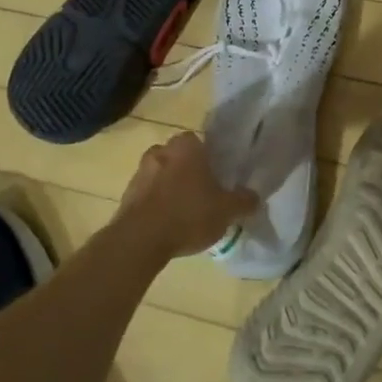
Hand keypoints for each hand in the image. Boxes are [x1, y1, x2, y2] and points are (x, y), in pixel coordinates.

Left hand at [114, 133, 258, 259]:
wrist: (140, 239)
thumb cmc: (188, 214)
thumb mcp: (227, 210)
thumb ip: (244, 201)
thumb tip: (254, 196)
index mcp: (187, 146)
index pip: (200, 142)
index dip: (209, 158)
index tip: (216, 176)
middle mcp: (161, 150)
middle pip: (179, 156)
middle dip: (188, 171)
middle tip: (202, 193)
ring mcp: (140, 171)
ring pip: (162, 173)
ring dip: (170, 187)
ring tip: (184, 212)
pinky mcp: (126, 194)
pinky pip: (147, 193)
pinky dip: (156, 203)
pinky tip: (166, 223)